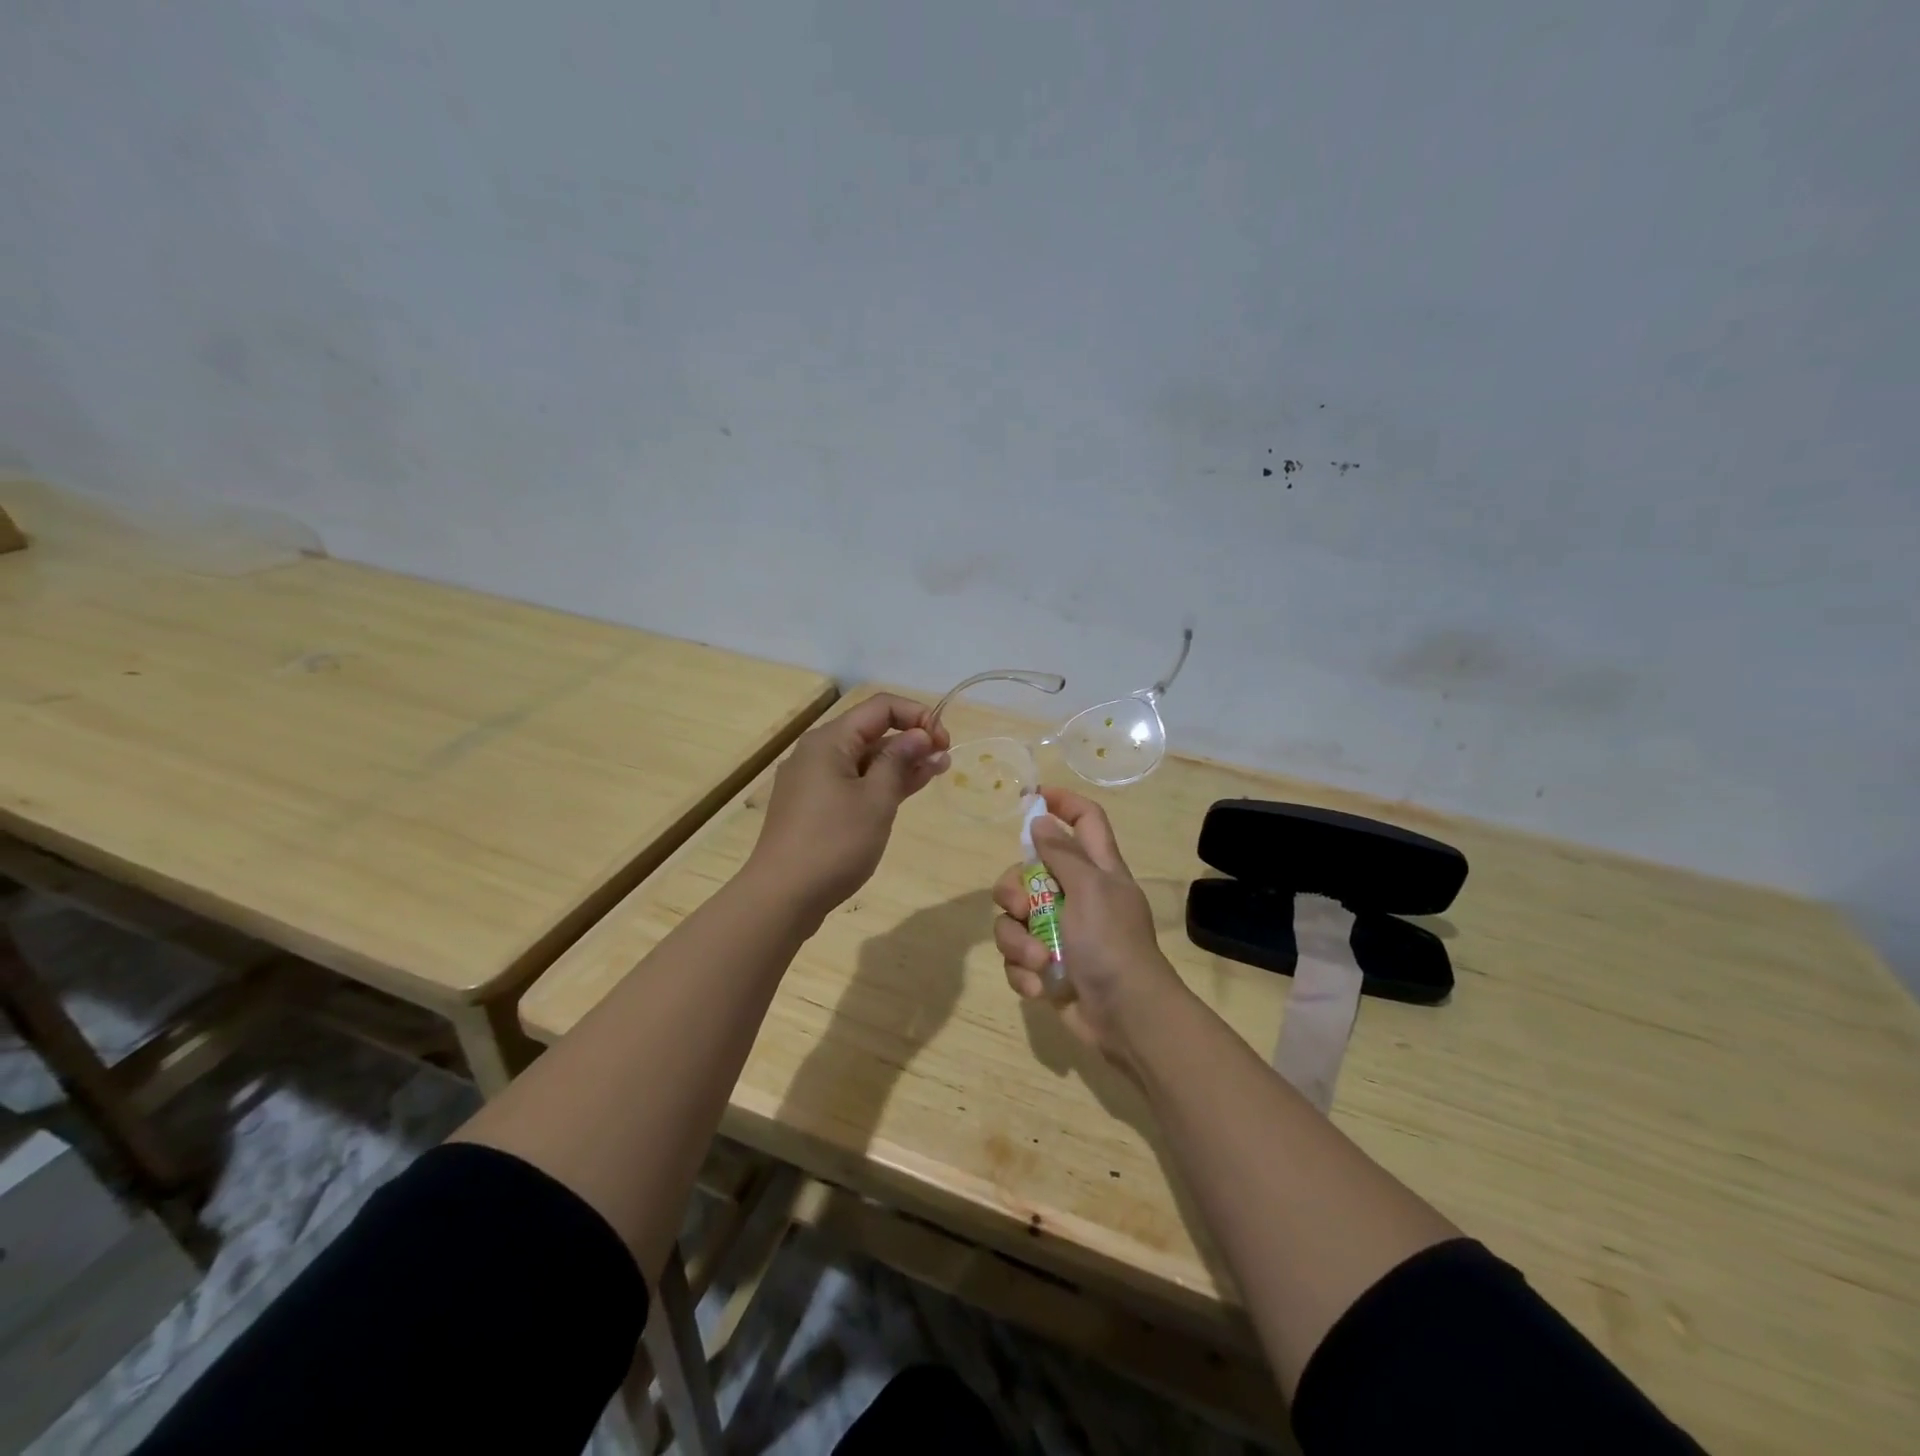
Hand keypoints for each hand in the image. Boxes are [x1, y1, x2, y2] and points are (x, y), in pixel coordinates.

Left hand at [747, 692, 950, 921]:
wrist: (781, 897)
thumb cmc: (833, 843)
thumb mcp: (876, 799)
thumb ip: (900, 761)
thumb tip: (919, 735)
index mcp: (829, 741)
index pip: (881, 707)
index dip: (917, 715)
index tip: (944, 740)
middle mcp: (817, 753)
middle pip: (871, 731)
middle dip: (911, 739)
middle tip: (946, 759)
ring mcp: (813, 782)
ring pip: (864, 760)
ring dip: (900, 763)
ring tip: (937, 771)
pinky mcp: (814, 807)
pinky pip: (854, 783)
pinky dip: (881, 784)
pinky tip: (907, 790)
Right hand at [993, 786, 1186, 1073]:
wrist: (1126, 1018)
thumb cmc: (1112, 944)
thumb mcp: (1090, 889)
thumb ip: (1062, 854)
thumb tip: (1041, 820)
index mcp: (1097, 870)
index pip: (1085, 820)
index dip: (1062, 802)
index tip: (1031, 798)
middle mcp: (1076, 895)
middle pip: (1028, 871)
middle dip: (1014, 890)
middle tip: (1023, 907)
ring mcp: (1059, 932)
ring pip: (1014, 918)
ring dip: (1017, 941)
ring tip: (1037, 961)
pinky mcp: (1046, 966)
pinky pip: (1017, 957)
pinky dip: (1023, 971)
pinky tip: (1038, 987)